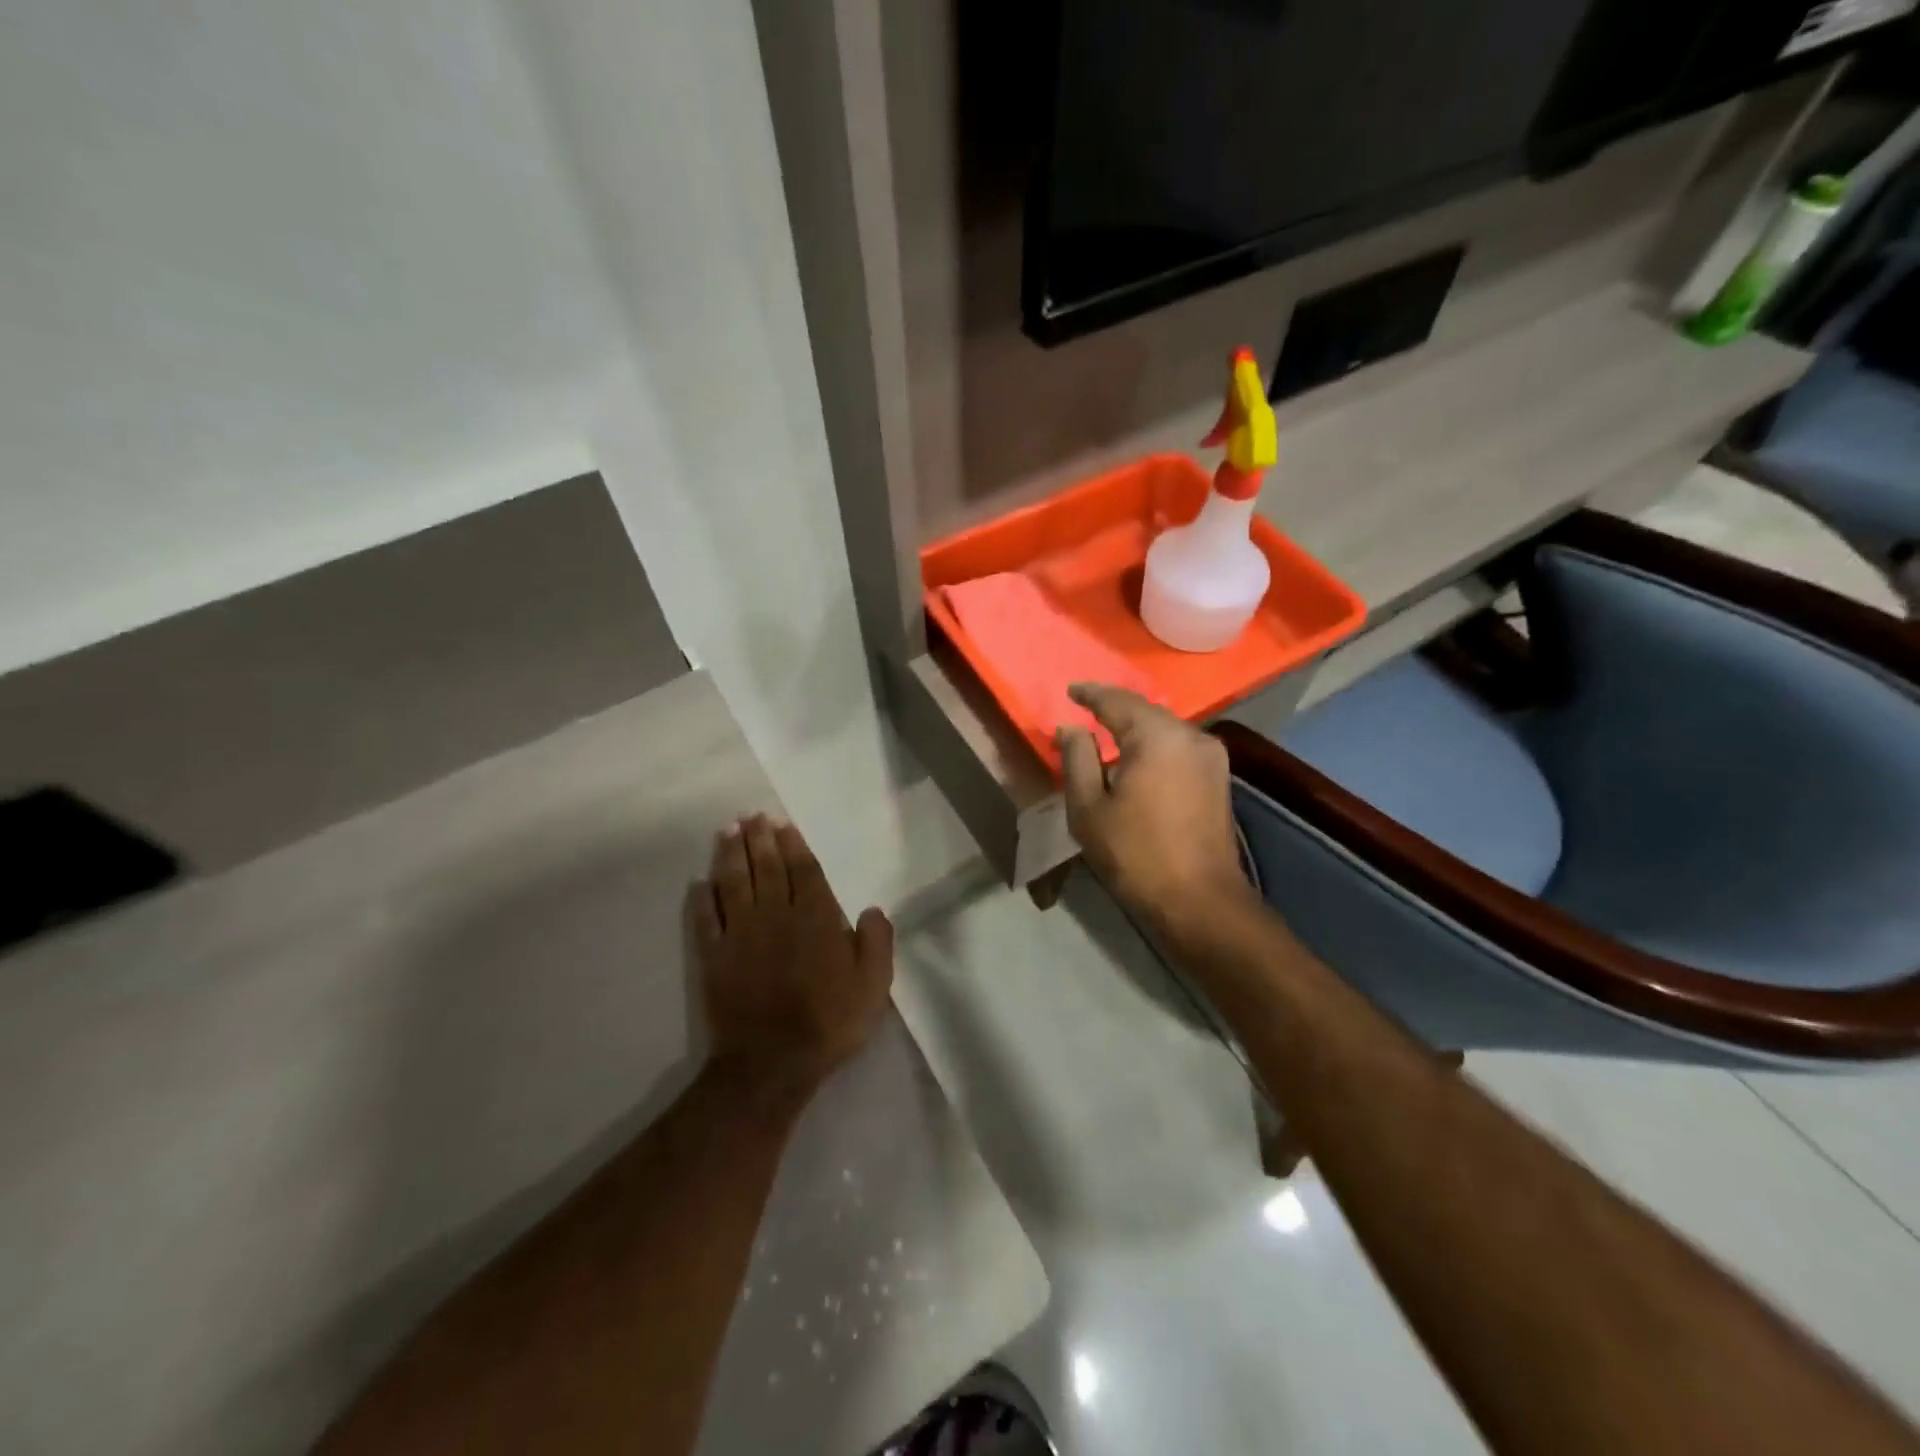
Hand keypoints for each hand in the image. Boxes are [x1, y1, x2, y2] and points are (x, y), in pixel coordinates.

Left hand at [686, 815, 893, 1108]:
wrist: (772, 1062)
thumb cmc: (829, 1021)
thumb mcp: (873, 985)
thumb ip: (877, 942)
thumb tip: (872, 909)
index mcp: (816, 918)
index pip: (804, 871)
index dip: (794, 845)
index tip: (783, 824)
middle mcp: (776, 915)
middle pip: (767, 868)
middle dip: (760, 838)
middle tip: (752, 815)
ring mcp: (741, 934)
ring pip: (734, 883)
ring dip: (731, 854)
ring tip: (729, 830)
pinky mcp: (714, 956)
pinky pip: (706, 918)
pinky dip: (702, 897)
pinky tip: (700, 882)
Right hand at [1057, 684, 1254, 931]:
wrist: (1200, 900)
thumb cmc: (1135, 853)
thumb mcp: (1089, 807)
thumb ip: (1077, 758)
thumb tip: (1070, 728)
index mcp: (1156, 736)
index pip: (1116, 700)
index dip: (1090, 694)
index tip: (1070, 691)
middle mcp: (1190, 734)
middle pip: (1144, 710)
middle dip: (1113, 709)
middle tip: (1085, 711)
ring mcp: (1210, 755)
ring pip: (1164, 728)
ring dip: (1135, 728)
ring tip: (1107, 734)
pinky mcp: (1219, 776)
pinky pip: (1178, 746)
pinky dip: (1154, 744)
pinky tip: (1137, 757)